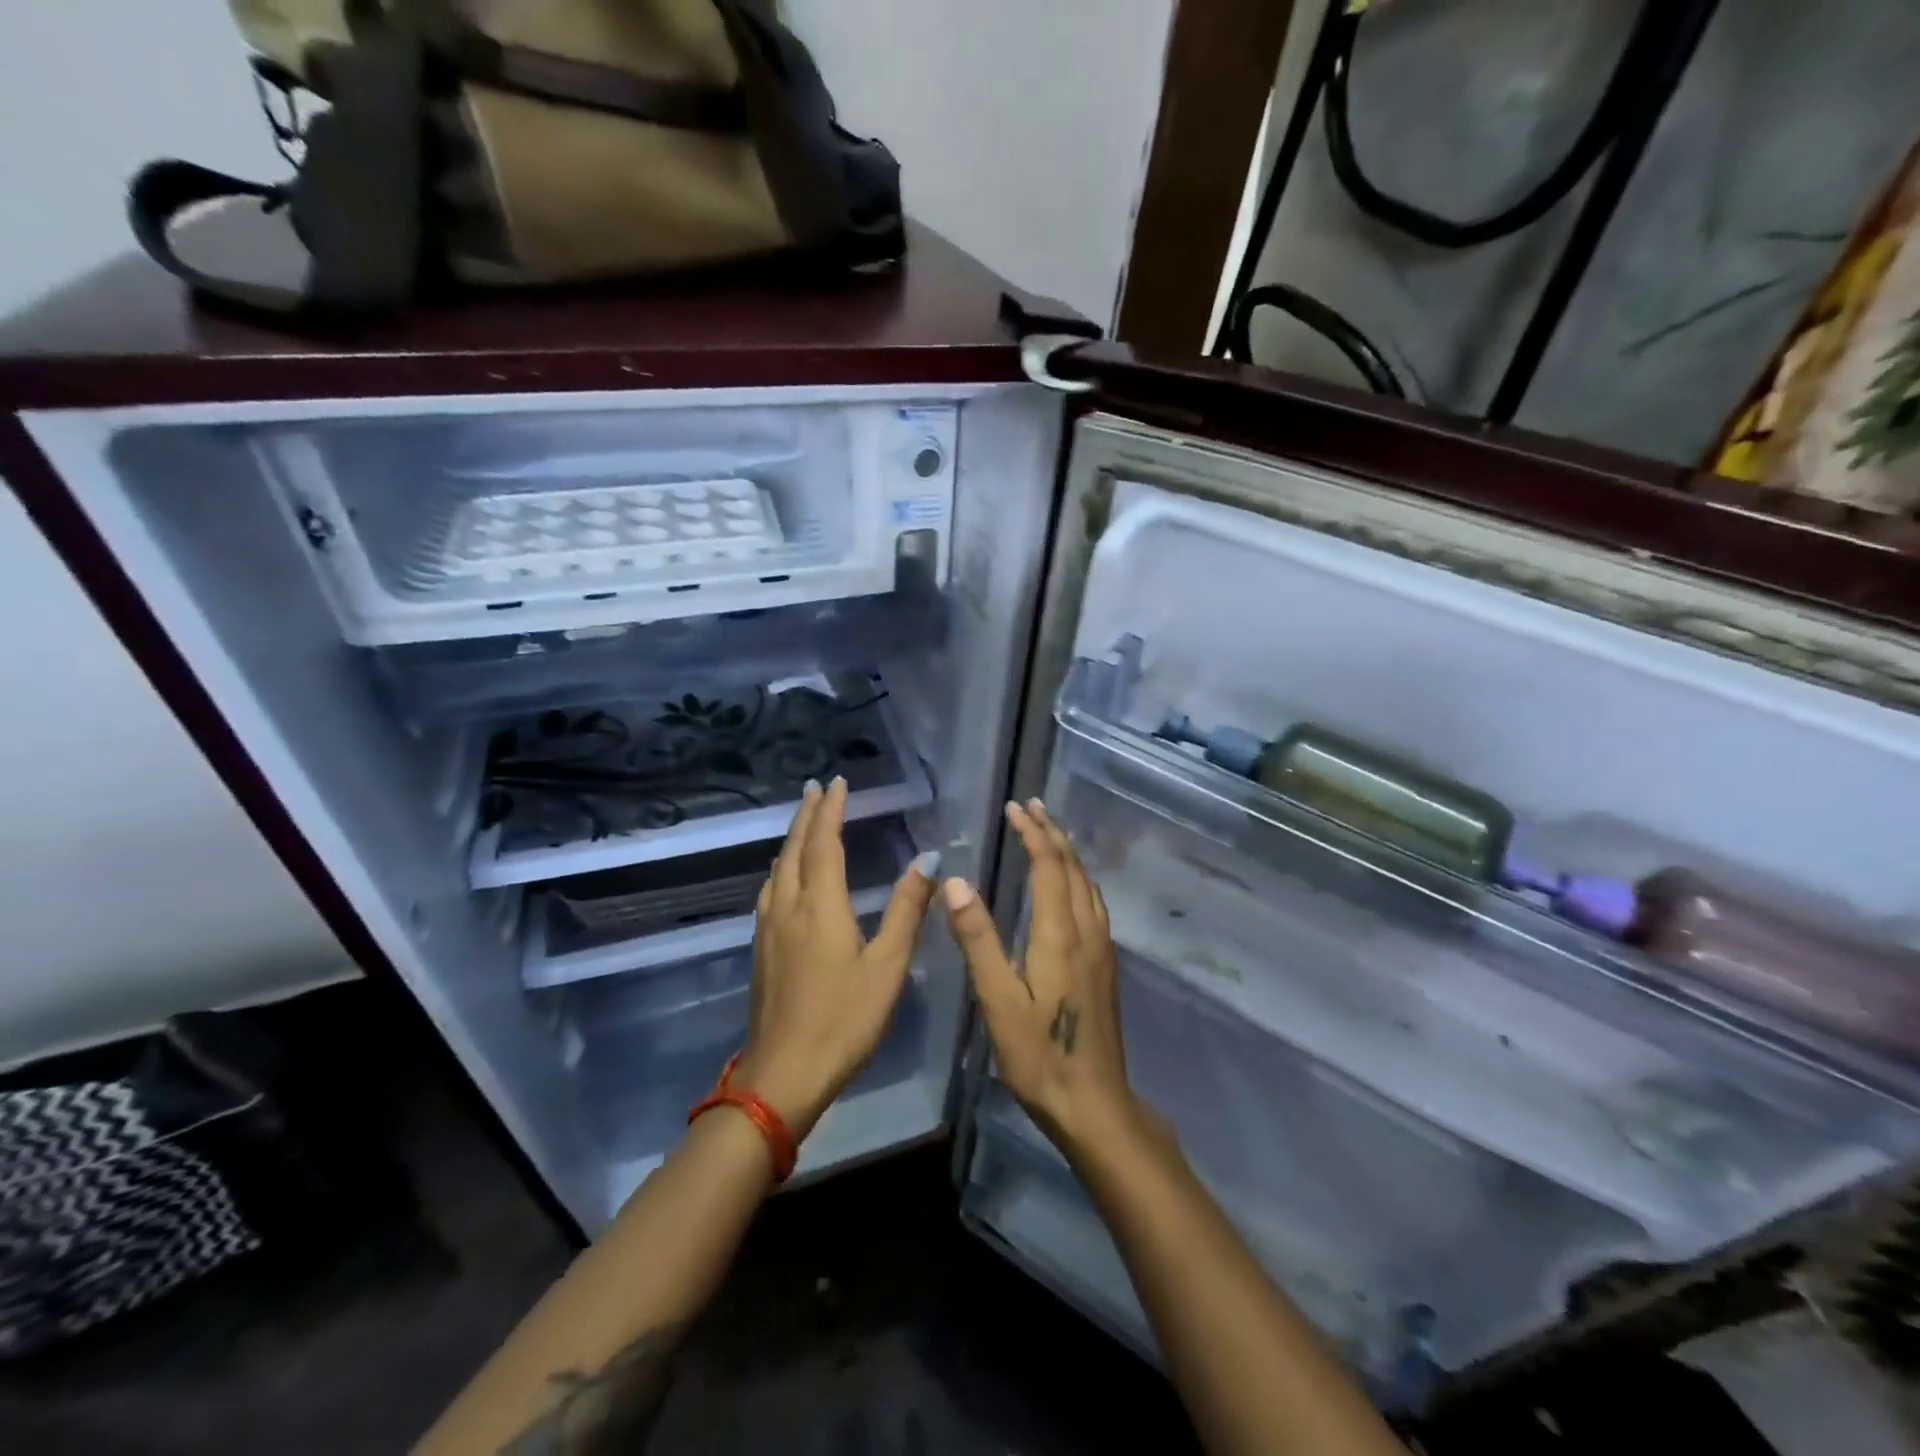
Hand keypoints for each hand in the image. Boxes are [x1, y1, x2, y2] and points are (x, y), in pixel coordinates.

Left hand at [731, 777, 938, 1140]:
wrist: (783, 1073)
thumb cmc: (844, 1019)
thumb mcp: (887, 966)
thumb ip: (907, 910)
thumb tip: (927, 860)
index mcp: (819, 905)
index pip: (824, 843)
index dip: (832, 810)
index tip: (838, 782)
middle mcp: (788, 907)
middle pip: (794, 848)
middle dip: (807, 815)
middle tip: (817, 788)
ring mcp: (768, 928)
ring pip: (778, 868)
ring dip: (792, 838)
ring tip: (805, 823)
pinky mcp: (761, 948)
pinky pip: (770, 889)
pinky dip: (782, 866)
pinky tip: (786, 877)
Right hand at [941, 799, 1142, 1159]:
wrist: (1095, 1104)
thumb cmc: (1039, 1055)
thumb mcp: (998, 1001)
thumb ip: (978, 940)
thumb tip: (956, 882)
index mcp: (1060, 935)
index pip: (1048, 867)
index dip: (1032, 833)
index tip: (1014, 808)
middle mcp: (1087, 932)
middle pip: (1073, 868)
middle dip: (1052, 832)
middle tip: (1032, 805)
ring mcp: (1102, 949)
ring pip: (1088, 884)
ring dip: (1067, 853)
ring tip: (1049, 834)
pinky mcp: (1105, 966)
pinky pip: (1093, 902)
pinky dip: (1077, 877)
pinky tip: (1068, 887)